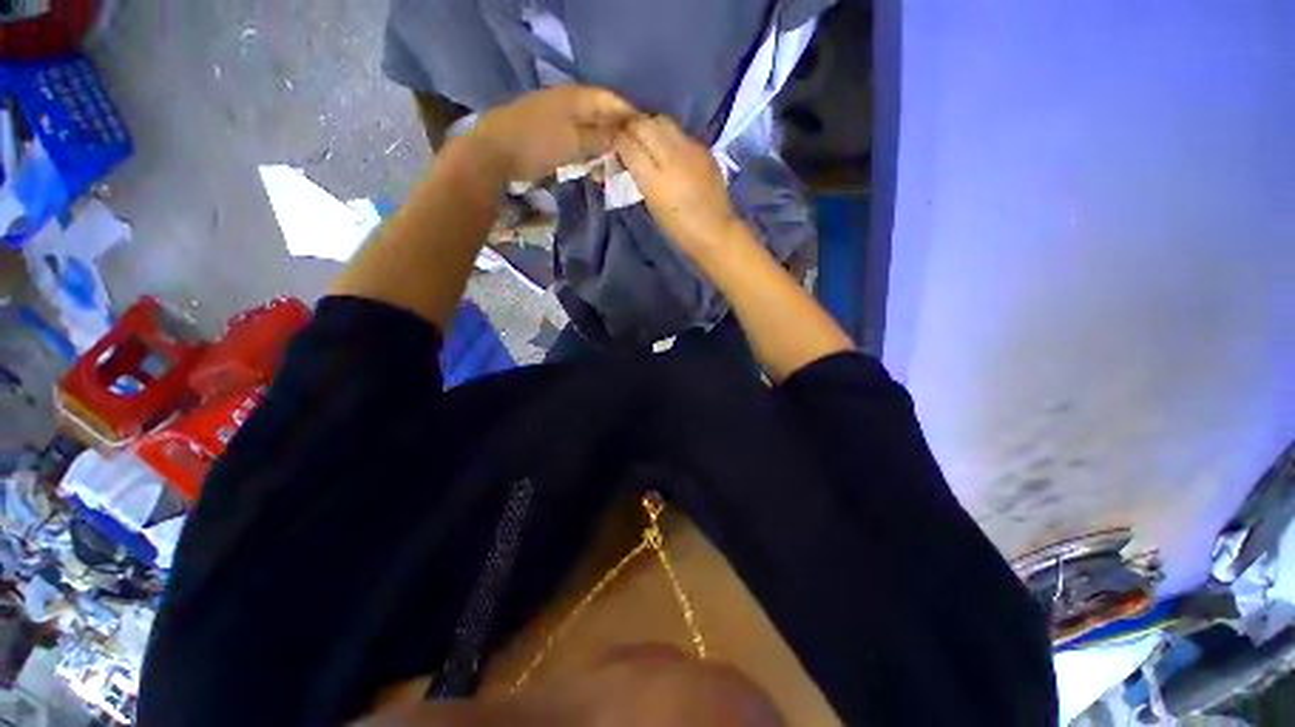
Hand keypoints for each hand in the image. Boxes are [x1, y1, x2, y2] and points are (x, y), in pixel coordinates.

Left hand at [471, 86, 635, 182]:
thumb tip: (620, 137)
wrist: (493, 154)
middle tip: (630, 148)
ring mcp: (552, 116)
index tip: (642, 131)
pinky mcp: (544, 132)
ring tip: (613, 158)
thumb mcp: (572, 142)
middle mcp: (564, 101)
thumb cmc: (536, 145)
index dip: (626, 113)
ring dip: (600, 141)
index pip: (608, 99)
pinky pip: (573, 137)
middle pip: (597, 112)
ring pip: (585, 126)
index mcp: (573, 97)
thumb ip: (598, 138)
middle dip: (615, 129)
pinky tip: (590, 160)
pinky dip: (585, 148)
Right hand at [614, 115, 741, 257]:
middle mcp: (672, 157)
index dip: (616, 140)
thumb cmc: (679, 229)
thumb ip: (637, 177)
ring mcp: (691, 149)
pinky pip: (680, 133)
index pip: (627, 143)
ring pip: (662, 121)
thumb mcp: (652, 205)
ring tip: (647, 142)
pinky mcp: (703, 149)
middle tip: (627, 139)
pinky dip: (668, 136)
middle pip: (644, 123)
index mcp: (655, 180)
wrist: (715, 231)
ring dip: (649, 127)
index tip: (611, 145)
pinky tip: (668, 151)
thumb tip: (626, 157)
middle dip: (631, 127)